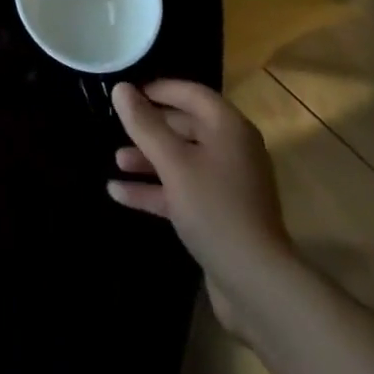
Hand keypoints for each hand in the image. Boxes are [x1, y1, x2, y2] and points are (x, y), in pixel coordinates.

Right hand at [108, 79, 292, 329]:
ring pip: (182, 161)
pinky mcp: (219, 216)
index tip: (128, 91)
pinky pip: (183, 191)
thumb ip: (145, 124)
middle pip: (186, 126)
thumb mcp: (173, 163)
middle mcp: (231, 150)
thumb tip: (121, 89)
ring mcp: (227, 185)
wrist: (256, 285)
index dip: (159, 89)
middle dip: (151, 127)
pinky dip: (155, 190)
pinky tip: (119, 193)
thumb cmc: (215, 209)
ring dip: (149, 160)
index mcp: (228, 128)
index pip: (191, 93)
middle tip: (118, 125)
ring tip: (116, 160)